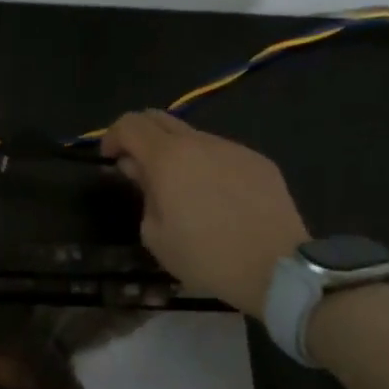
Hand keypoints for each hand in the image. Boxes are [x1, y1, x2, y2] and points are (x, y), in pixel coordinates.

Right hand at [101, 110, 309, 315]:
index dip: (112, 136)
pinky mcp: (259, 161)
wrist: (279, 269)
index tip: (109, 158)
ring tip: (181, 187)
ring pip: (193, 137)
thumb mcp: (156, 236)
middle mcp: (199, 143)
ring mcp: (232, 149)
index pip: (130, 124)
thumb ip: (143, 193)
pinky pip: (222, 153)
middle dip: (140, 135)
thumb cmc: (207, 258)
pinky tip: (217, 198)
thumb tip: (139, 169)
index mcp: (167, 158)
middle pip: (159, 118)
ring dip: (176, 152)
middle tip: (136, 163)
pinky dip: (207, 165)